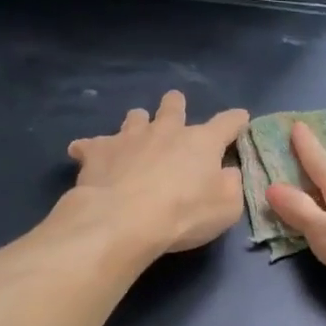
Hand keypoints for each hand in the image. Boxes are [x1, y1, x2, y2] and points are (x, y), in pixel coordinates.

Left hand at [67, 92, 249, 253]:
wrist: (124, 220)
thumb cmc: (184, 215)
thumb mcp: (227, 207)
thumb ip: (231, 185)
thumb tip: (227, 172)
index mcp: (202, 142)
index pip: (227, 123)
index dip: (236, 120)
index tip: (241, 118)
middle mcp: (166, 131)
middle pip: (173, 107)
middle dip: (175, 105)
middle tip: (175, 107)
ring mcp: (129, 137)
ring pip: (134, 118)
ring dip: (137, 123)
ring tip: (135, 134)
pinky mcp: (97, 151)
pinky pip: (90, 144)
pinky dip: (90, 149)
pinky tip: (84, 154)